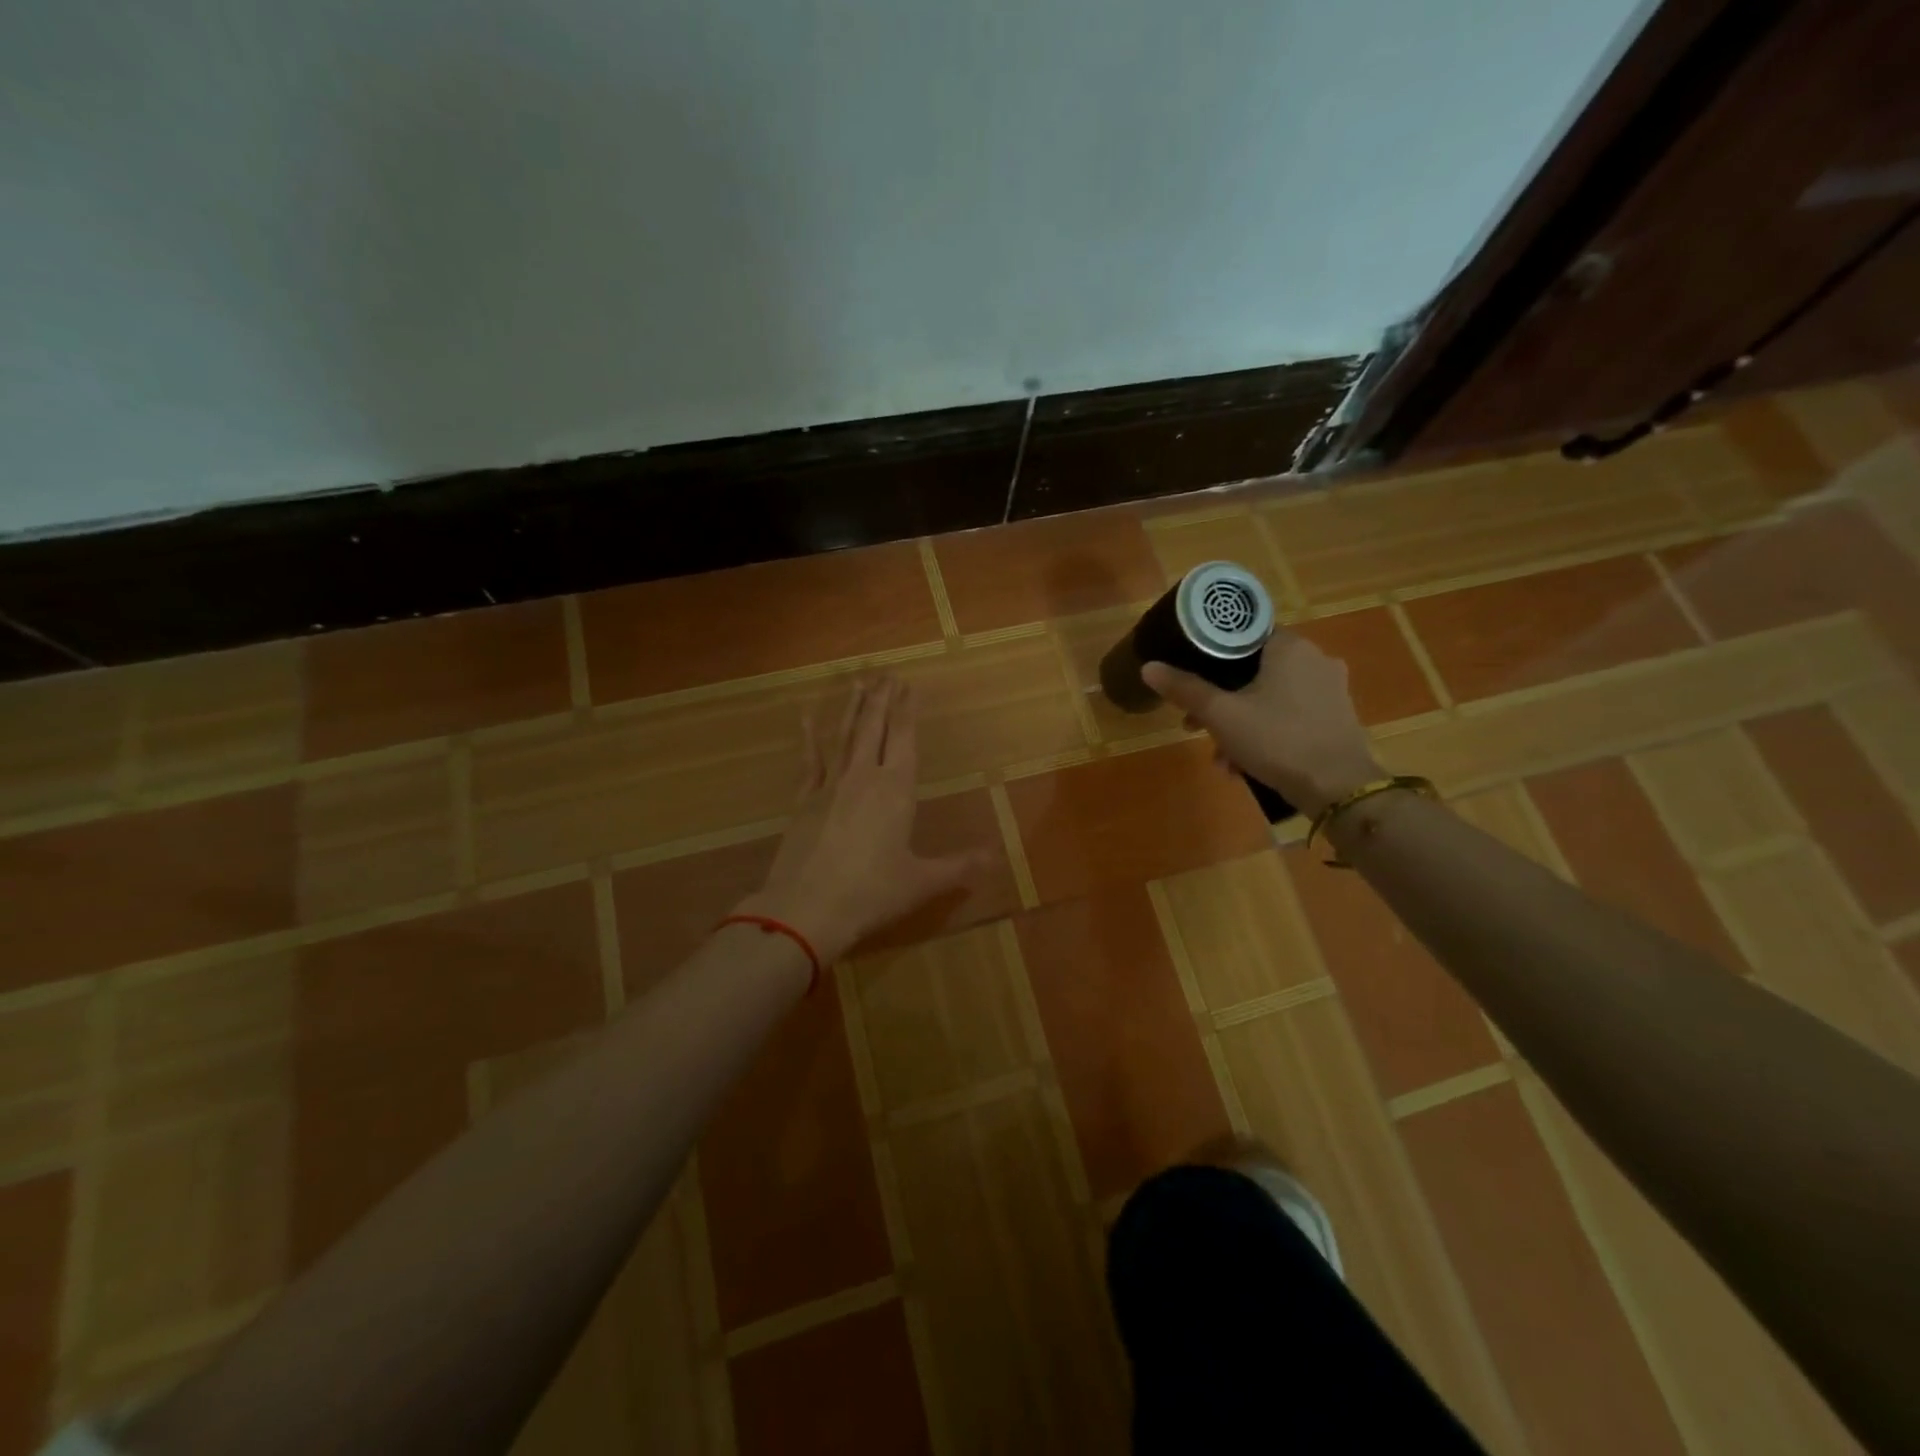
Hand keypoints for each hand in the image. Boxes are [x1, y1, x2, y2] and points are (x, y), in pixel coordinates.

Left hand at [735, 674, 980, 963]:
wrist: (806, 909)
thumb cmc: (871, 894)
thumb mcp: (921, 882)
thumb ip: (959, 867)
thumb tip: (996, 857)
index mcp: (895, 790)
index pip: (904, 739)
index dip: (907, 710)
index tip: (909, 684)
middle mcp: (863, 777)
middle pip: (874, 728)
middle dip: (883, 700)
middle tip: (886, 673)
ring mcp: (829, 786)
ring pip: (844, 736)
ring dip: (853, 708)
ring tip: (859, 682)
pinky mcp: (803, 800)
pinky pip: (809, 760)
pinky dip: (809, 736)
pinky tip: (807, 716)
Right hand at [1142, 630, 1381, 818]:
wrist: (1338, 787)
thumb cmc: (1276, 739)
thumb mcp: (1220, 715)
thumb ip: (1184, 689)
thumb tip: (1148, 667)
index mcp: (1289, 646)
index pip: (1241, 636)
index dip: (1210, 659)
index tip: (1191, 683)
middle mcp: (1315, 658)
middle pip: (1252, 671)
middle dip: (1220, 703)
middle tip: (1196, 727)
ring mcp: (1331, 688)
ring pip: (1270, 697)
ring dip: (1240, 724)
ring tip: (1222, 759)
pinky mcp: (1338, 716)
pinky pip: (1290, 715)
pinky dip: (1266, 732)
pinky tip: (1248, 765)